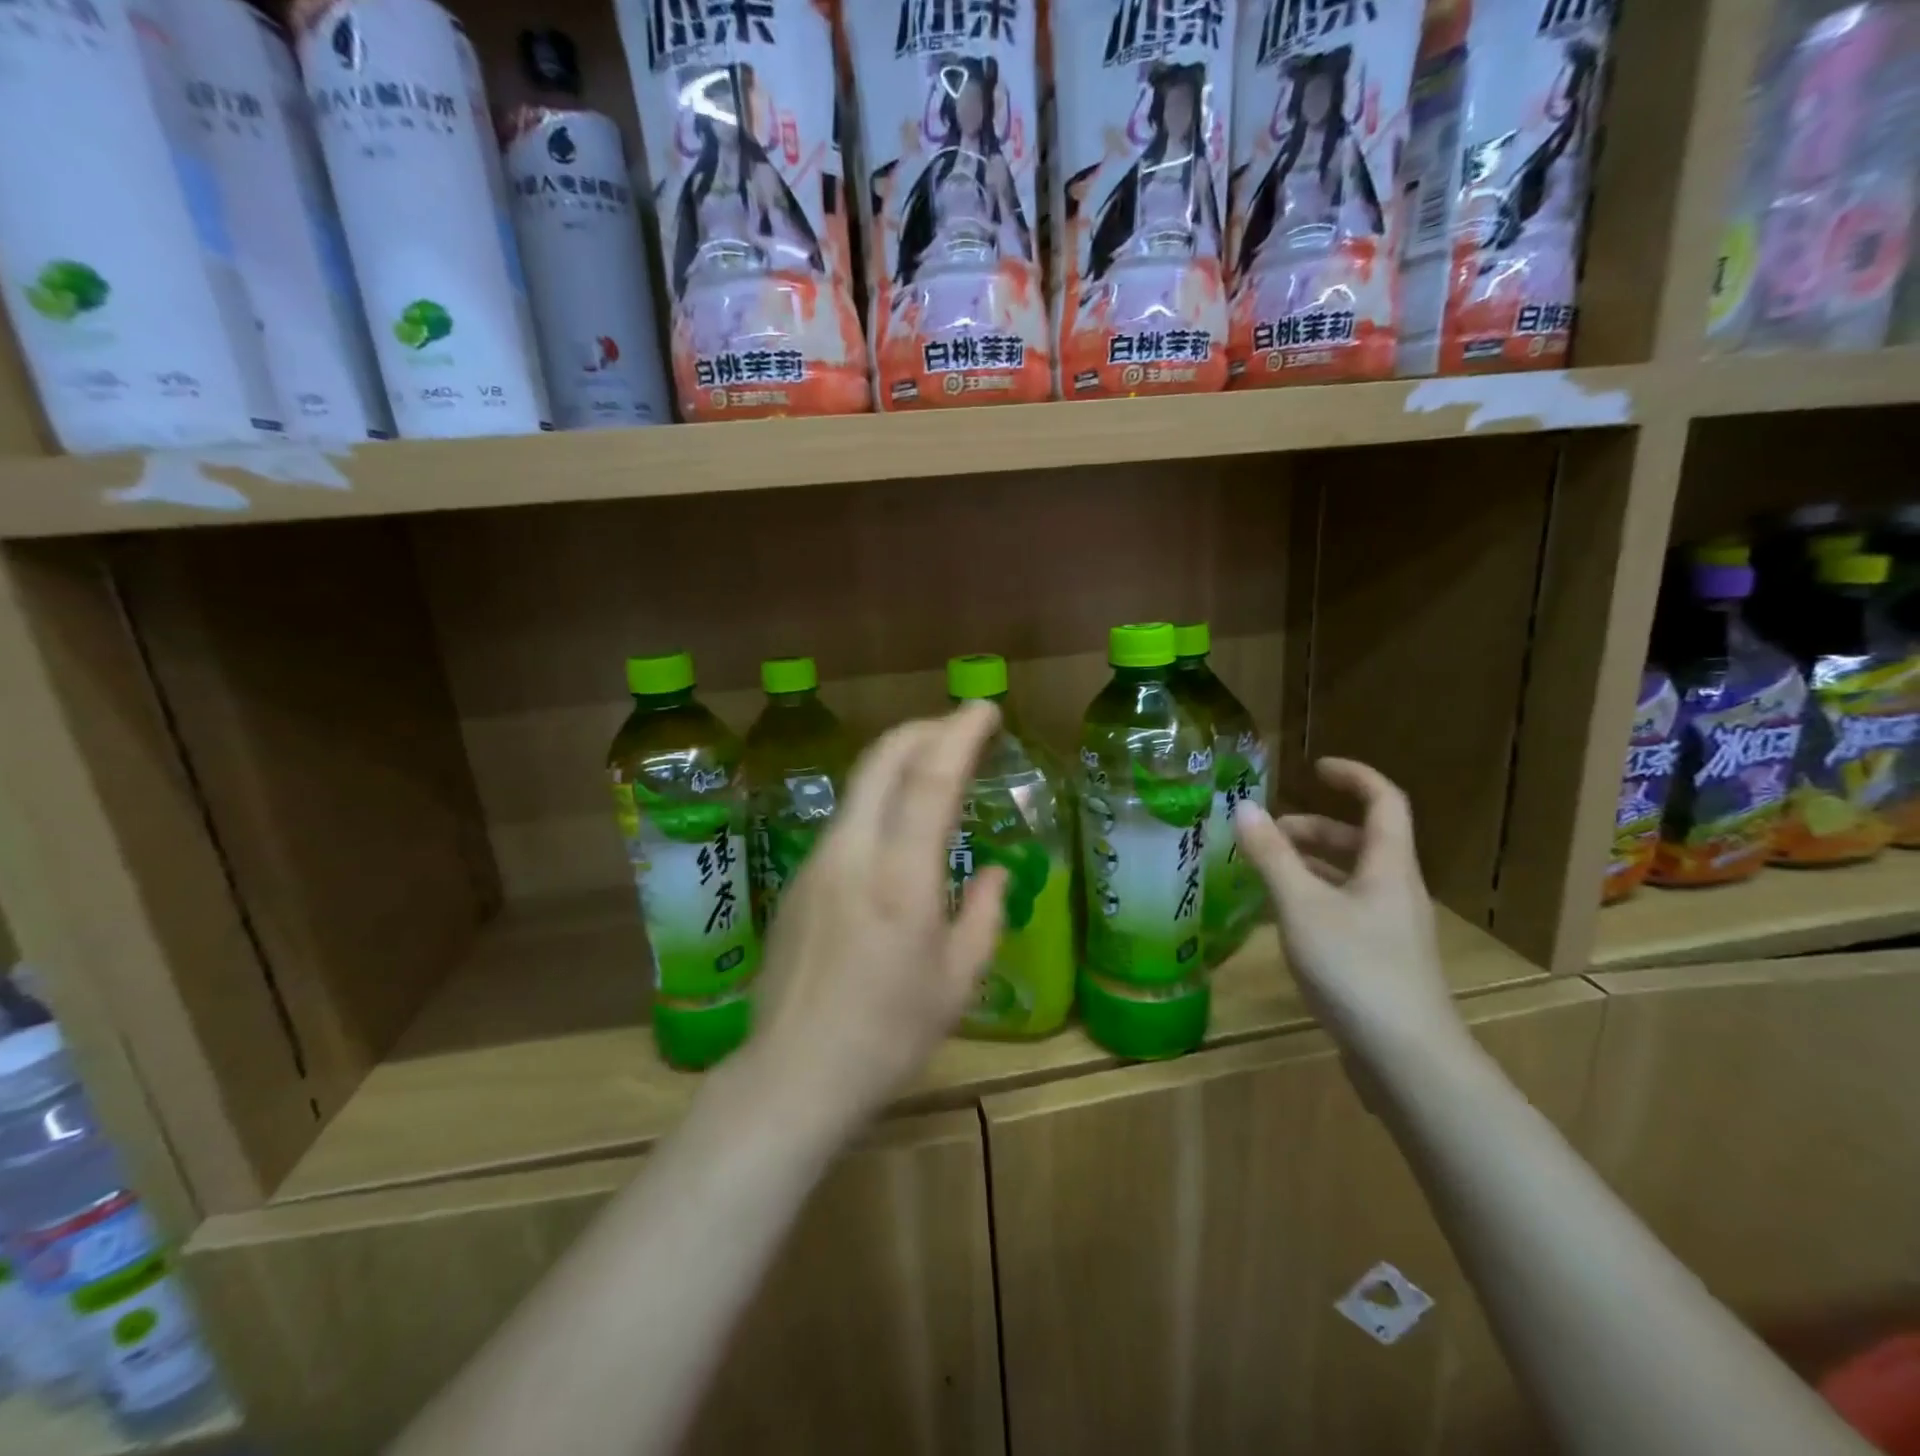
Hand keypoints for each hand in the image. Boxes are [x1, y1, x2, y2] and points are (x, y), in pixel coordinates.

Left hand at [744, 702, 1007, 1130]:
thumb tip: (993, 873)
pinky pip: (846, 820)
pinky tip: (897, 828)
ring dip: (899, 762)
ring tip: (934, 769)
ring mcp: (817, 862)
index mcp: (900, 876)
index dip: (959, 734)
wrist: (794, 1073)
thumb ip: (983, 915)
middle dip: (923, 729)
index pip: (930, 779)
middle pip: (882, 760)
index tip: (984, 708)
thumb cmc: (888, 1034)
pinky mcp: (799, 879)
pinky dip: (879, 800)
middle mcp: (852, 853)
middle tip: (959, 727)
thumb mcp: (958, 981)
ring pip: (860, 786)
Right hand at [1231, 758, 1464, 1061]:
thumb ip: (1272, 857)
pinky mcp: (1382, 959)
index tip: (1314, 767)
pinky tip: (1283, 920)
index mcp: (1388, 867)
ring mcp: (1391, 928)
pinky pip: (1346, 909)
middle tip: (1268, 834)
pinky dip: (1314, 899)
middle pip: (1361, 841)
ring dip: (1310, 865)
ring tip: (1265, 872)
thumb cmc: (1356, 969)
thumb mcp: (1302, 906)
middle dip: (1314, 828)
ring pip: (1351, 878)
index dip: (1353, 776)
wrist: (1408, 1060)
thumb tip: (1245, 808)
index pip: (1383, 801)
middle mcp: (1396, 890)